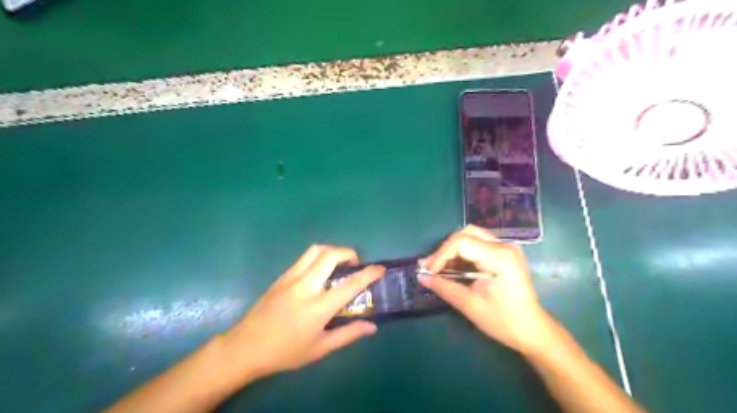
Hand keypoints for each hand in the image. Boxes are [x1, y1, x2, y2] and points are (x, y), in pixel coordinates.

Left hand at [222, 244, 385, 381]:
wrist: (245, 347)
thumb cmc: (285, 352)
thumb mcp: (319, 349)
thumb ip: (348, 334)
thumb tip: (371, 326)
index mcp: (318, 307)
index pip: (350, 284)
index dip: (369, 274)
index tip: (380, 269)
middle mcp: (306, 286)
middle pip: (331, 255)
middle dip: (349, 253)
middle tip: (355, 264)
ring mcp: (291, 278)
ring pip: (316, 250)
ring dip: (332, 251)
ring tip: (339, 263)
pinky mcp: (282, 276)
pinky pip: (304, 258)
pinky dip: (318, 257)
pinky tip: (319, 272)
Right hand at [420, 225, 552, 354]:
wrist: (532, 331)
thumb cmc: (503, 320)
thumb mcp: (470, 305)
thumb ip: (444, 287)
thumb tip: (421, 277)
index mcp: (499, 256)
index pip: (461, 242)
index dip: (440, 254)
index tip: (428, 271)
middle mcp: (504, 246)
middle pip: (466, 233)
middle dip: (445, 249)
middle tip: (431, 267)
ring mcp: (506, 248)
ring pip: (471, 236)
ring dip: (452, 250)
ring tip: (438, 267)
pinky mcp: (504, 254)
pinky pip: (477, 245)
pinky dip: (462, 254)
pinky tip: (453, 267)